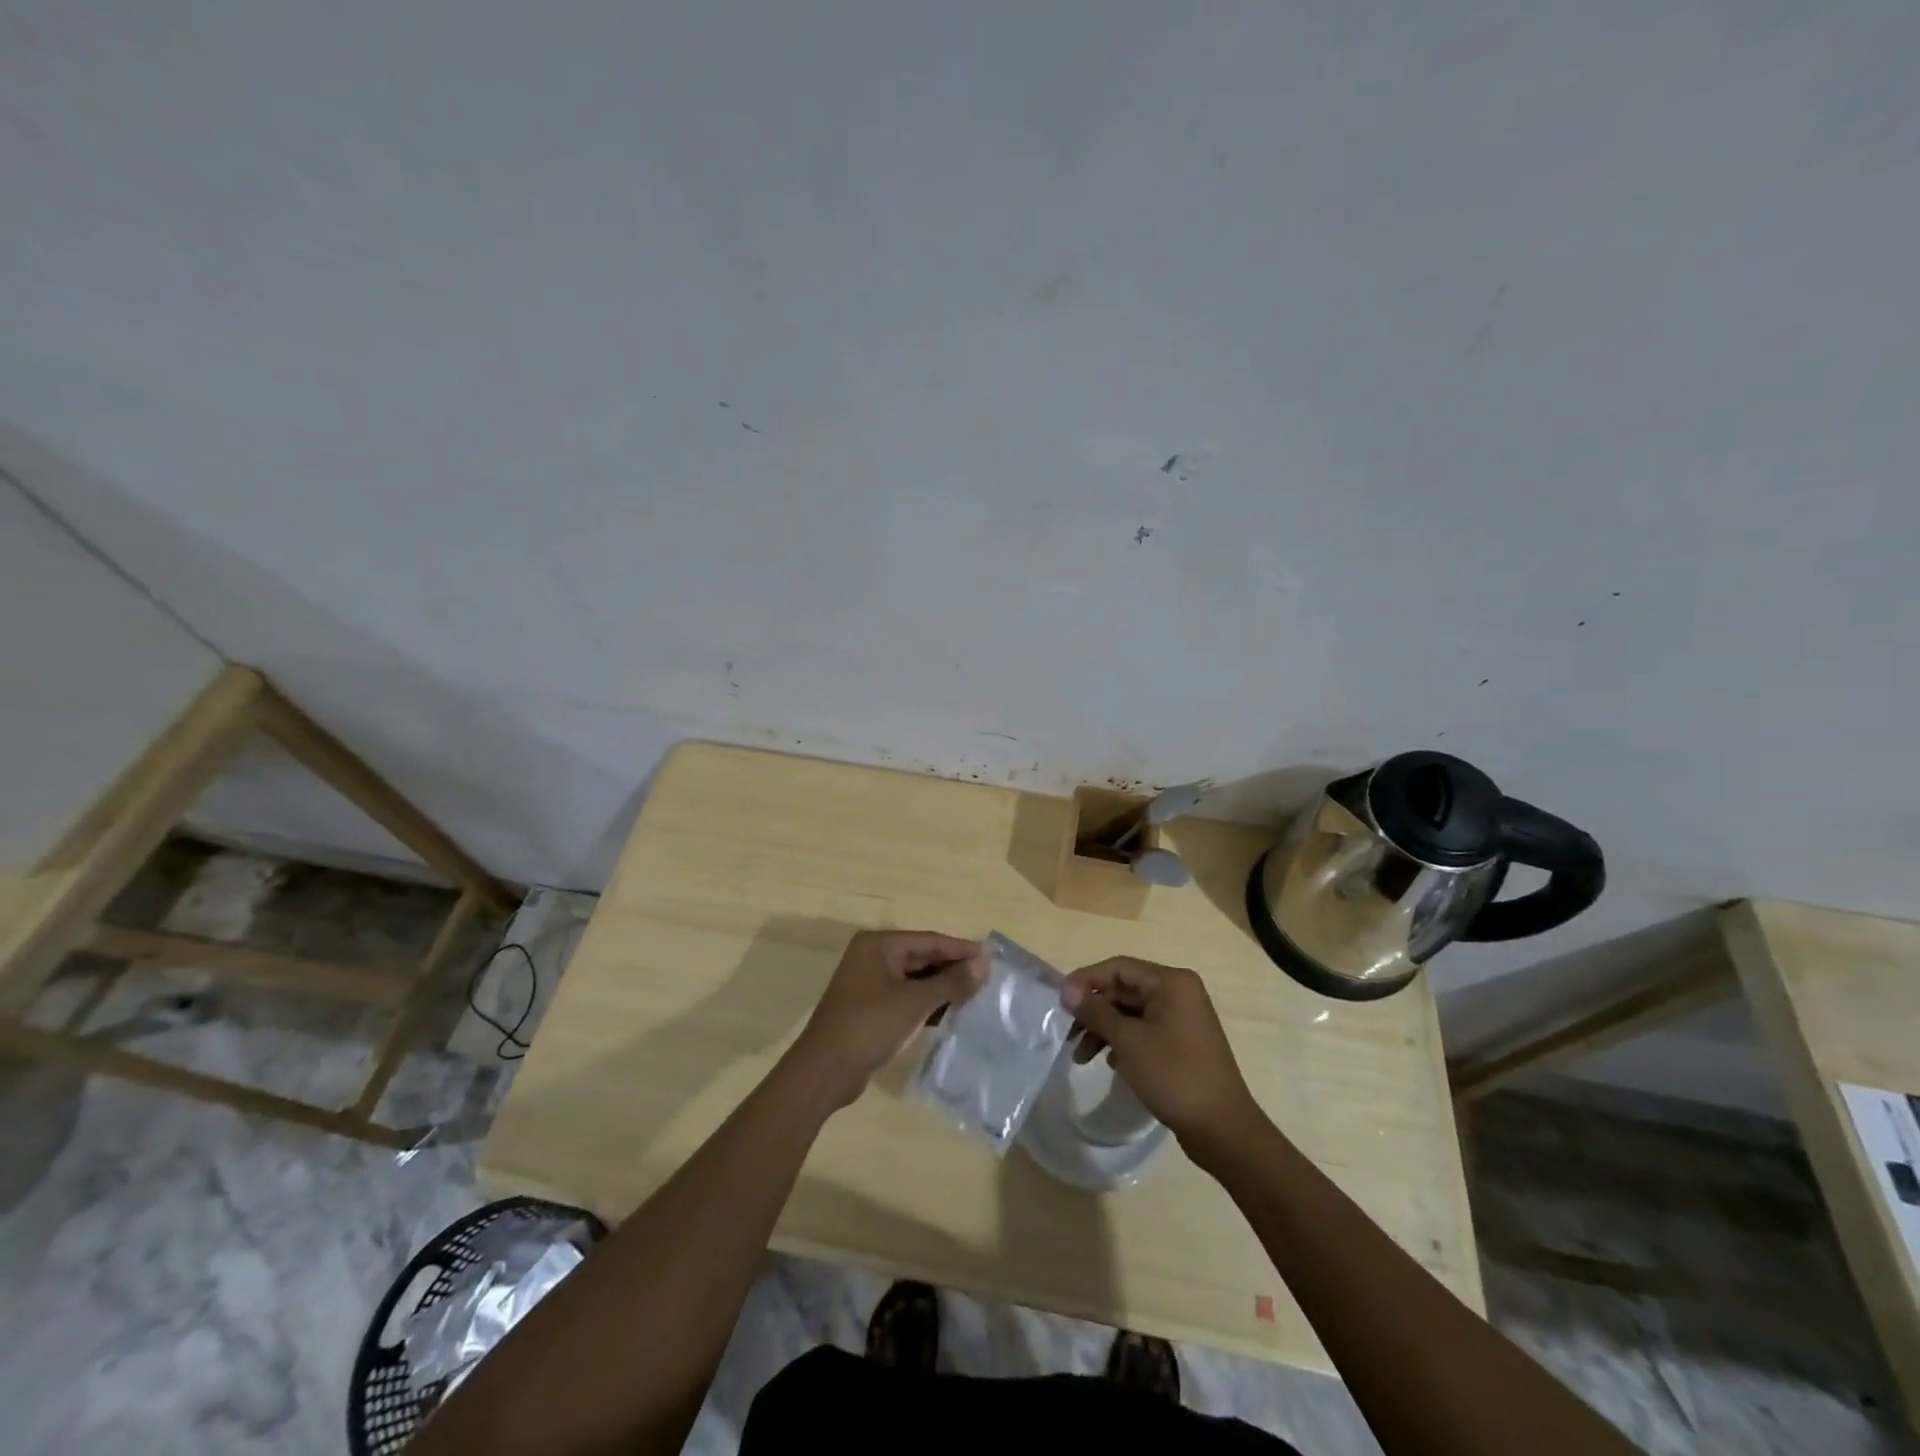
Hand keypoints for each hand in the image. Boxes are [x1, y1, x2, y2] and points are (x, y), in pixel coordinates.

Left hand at [793, 930, 985, 1107]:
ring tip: (975, 998)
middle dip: (952, 969)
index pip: (929, 940)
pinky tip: (950, 1015)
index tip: (991, 959)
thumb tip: (984, 963)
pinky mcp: (870, 1008)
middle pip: (922, 957)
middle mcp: (873, 957)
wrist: (825, 1071)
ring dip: (942, 988)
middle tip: (987, 980)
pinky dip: (926, 1004)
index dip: (961, 949)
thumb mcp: (915, 1002)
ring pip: (915, 979)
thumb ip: (951, 981)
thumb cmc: (870, 1025)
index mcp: (879, 945)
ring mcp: (869, 983)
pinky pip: (905, 997)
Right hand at [1061, 957, 1262, 1152]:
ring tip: (1082, 1057)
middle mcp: (1179, 993)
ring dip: (1105, 1030)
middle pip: (1124, 990)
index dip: (1086, 981)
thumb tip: (1067, 989)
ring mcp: (1182, 1018)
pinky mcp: (1182, 1043)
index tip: (1059, 1002)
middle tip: (1068, 1035)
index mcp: (1171, 982)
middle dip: (1094, 1011)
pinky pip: (1144, 1031)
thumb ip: (1096, 1011)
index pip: (1118, 968)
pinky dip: (1123, 1042)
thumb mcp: (1128, 1041)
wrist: (1223, 1129)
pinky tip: (1110, 1063)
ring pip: (1132, 1013)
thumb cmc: (1174, 1076)